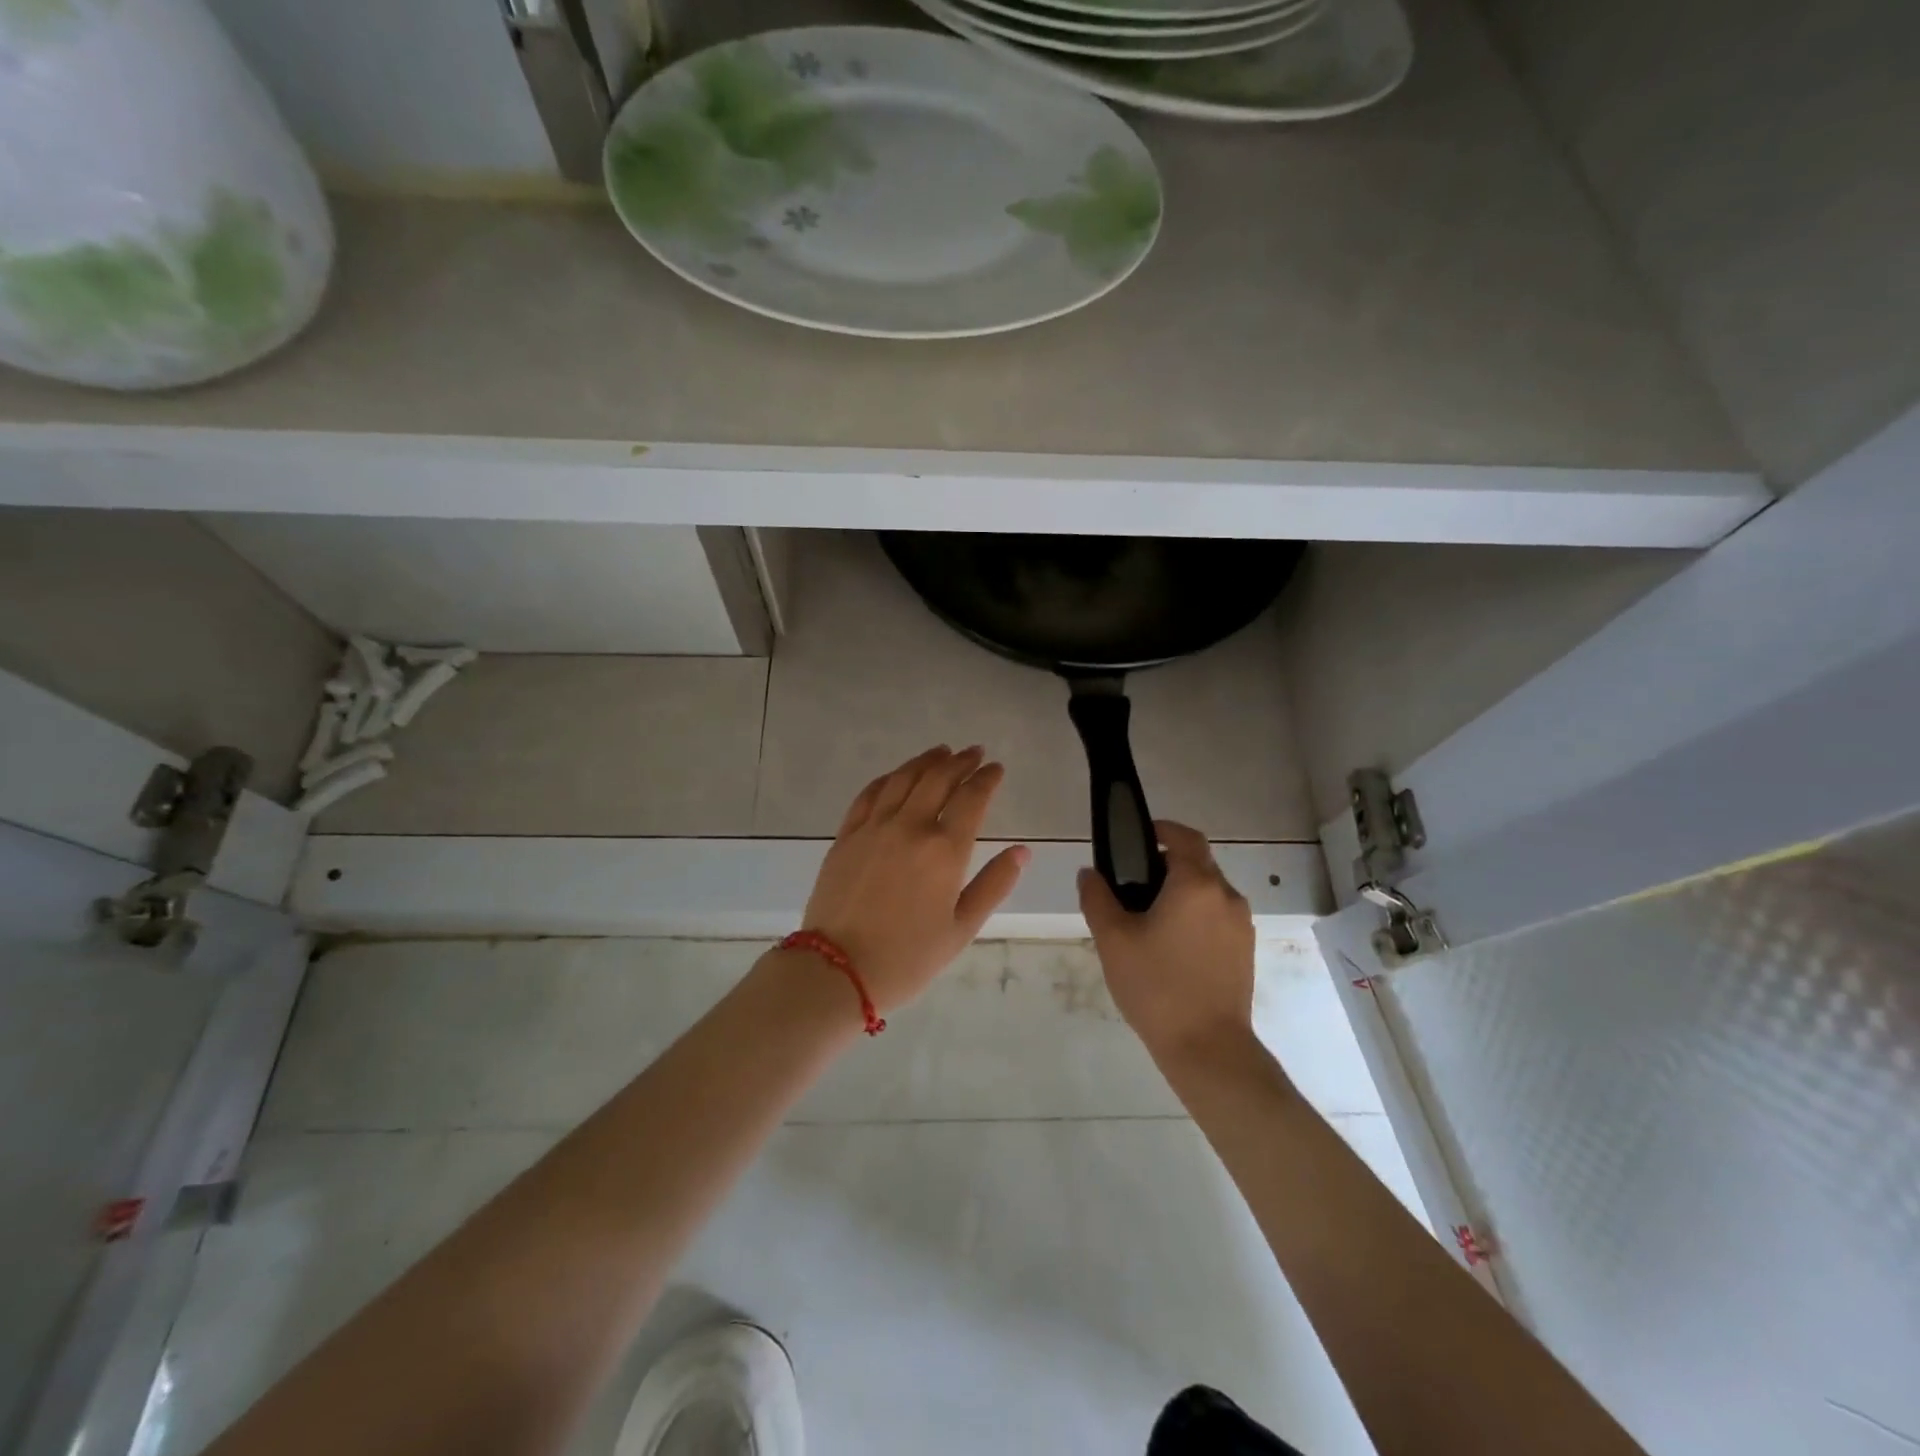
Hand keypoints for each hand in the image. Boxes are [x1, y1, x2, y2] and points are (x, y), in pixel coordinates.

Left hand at [802, 746, 1029, 1010]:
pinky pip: (869, 793)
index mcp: (944, 849)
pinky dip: (888, 778)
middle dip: (960, 762)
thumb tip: (1021, 851)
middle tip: (973, 753)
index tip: (996, 768)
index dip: (987, 778)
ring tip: (941, 752)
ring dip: (925, 761)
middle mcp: (910, 826)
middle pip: (938, 779)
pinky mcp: (847, 835)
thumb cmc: (908, 957)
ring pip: (903, 778)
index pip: (972, 798)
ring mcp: (874, 827)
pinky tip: (896, 775)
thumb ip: (994, 885)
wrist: (837, 969)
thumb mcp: (962, 928)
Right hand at [1078, 820, 1254, 1065]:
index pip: (1184, 837)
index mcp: (1196, 884)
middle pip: (1198, 862)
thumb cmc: (1156, 986)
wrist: (1208, 1047)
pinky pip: (1218, 915)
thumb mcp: (1113, 940)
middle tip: (1133, 883)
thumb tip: (1090, 873)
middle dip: (1168, 862)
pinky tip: (1172, 945)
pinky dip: (1196, 914)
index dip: (1162, 829)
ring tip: (1150, 918)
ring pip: (1209, 890)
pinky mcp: (1245, 949)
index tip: (1139, 837)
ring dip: (1183, 890)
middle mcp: (1226, 895)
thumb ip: (1097, 897)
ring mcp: (1241, 924)